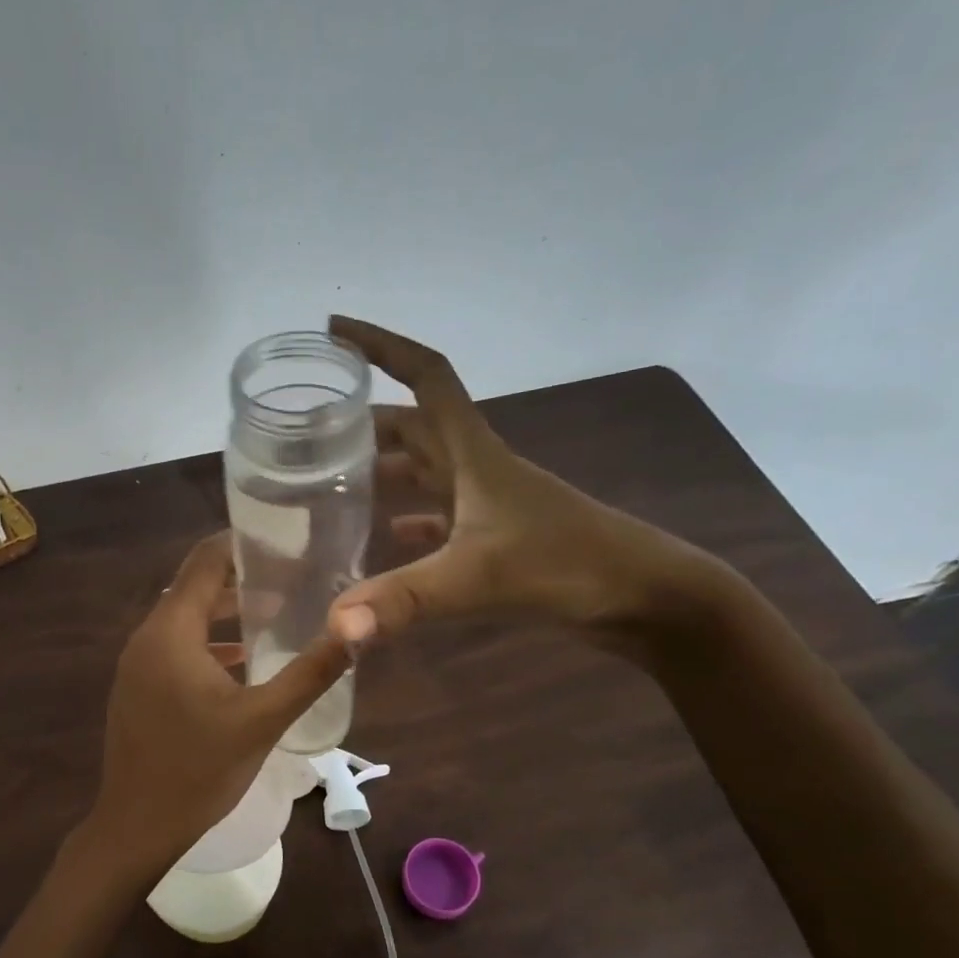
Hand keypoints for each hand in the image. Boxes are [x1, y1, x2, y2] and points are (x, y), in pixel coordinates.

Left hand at [71, 533, 350, 890]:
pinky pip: (174, 647)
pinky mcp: (137, 688)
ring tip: (275, 610)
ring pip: (184, 619)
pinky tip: (243, 660)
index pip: (204, 561)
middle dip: (240, 578)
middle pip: (194, 587)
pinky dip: (207, 642)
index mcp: (171, 632)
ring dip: (224, 612)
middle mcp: (146, 637)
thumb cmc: (199, 770)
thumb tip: (357, 629)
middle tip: (291, 575)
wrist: (136, 827)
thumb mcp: (264, 720)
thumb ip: (310, 672)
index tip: (284, 539)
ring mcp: (136, 665)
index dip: (241, 543)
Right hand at [326, 316, 723, 655]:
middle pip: (414, 424)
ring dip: (385, 467)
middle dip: (364, 419)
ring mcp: (489, 501)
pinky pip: (440, 514)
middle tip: (311, 431)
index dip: (382, 346)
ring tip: (332, 480)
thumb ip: (404, 599)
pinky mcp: (497, 535)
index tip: (335, 332)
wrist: (647, 597)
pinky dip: (411, 517)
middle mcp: (477, 466)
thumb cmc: (568, 566)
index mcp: (474, 452)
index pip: (426, 376)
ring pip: (426, 468)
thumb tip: (336, 625)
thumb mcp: (478, 579)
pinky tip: (388, 533)